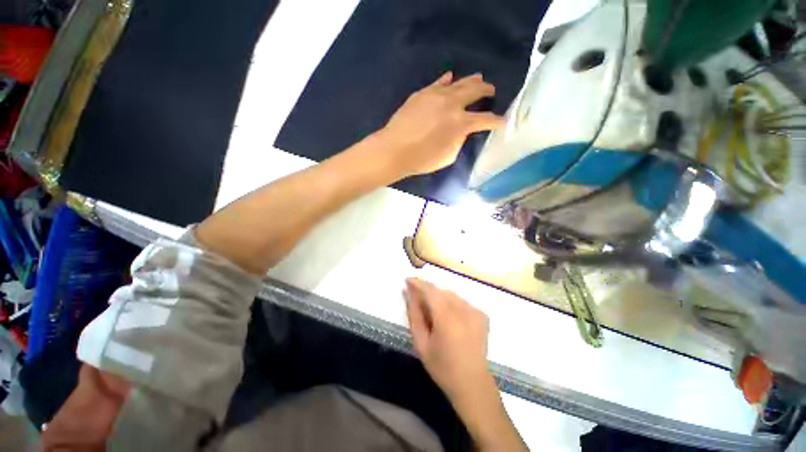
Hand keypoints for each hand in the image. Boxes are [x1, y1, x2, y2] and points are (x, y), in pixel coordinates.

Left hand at [376, 73, 502, 178]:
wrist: (395, 150)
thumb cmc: (422, 159)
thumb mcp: (448, 156)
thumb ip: (460, 140)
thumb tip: (462, 131)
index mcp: (461, 123)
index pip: (485, 119)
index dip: (496, 121)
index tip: (502, 122)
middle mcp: (452, 104)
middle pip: (475, 90)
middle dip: (487, 90)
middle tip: (491, 91)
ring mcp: (436, 95)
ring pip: (459, 82)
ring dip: (471, 81)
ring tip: (478, 79)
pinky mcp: (422, 93)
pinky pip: (439, 83)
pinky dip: (447, 81)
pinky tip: (450, 78)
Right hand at [404, 278, 526, 450]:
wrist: (472, 383)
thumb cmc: (442, 366)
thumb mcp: (421, 343)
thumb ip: (414, 314)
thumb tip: (408, 293)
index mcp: (447, 318)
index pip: (430, 290)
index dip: (418, 283)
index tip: (407, 280)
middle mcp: (463, 310)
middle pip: (440, 291)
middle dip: (427, 291)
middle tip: (417, 299)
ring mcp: (475, 311)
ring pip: (451, 294)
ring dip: (439, 297)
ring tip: (433, 312)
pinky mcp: (482, 314)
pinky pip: (461, 301)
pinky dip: (451, 303)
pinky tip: (448, 318)